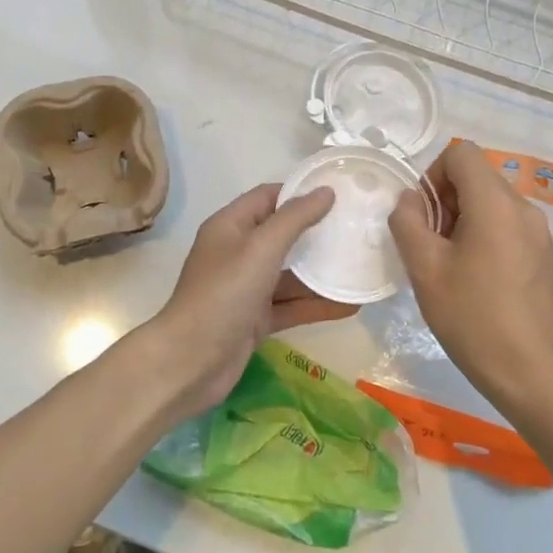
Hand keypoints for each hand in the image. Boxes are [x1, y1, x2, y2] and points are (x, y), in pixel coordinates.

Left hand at [140, 183, 349, 418]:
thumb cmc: (224, 293)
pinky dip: (316, 305)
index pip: (268, 197)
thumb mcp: (261, 248)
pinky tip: (351, 306)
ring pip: (290, 274)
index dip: (300, 192)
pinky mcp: (255, 319)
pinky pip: (291, 306)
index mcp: (230, 226)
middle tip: (356, 228)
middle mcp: (237, 253)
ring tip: (361, 266)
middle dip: (316, 232)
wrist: (191, 361)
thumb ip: (295, 218)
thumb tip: (325, 191)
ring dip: (321, 273)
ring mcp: (246, 288)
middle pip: (281, 235)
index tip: (338, 192)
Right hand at [388, 141, 552, 419]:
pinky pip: (508, 224)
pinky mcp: (544, 254)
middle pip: (477, 176)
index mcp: (496, 203)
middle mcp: (524, 208)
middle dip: (447, 199)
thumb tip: (410, 200)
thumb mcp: (425, 268)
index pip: (462, 153)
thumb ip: (408, 222)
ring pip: (492, 201)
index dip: (433, 173)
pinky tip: (476, 278)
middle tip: (431, 244)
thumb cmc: (471, 317)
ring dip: (464, 218)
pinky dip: (485, 234)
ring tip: (451, 264)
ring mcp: (539, 231)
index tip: (423, 215)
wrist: (530, 372)